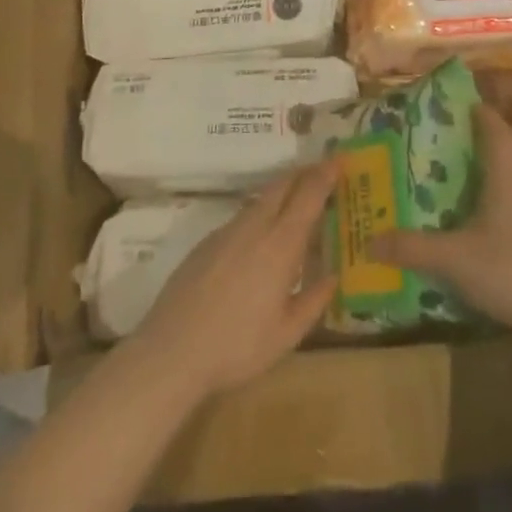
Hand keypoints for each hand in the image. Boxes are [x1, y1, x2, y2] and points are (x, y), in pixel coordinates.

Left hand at [128, 160, 339, 398]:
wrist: (171, 352)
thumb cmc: (237, 347)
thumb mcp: (287, 335)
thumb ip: (314, 301)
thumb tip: (333, 276)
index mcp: (280, 244)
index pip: (308, 195)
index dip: (326, 174)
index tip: (340, 159)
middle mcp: (255, 227)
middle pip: (282, 184)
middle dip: (304, 173)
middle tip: (323, 173)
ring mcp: (227, 231)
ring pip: (260, 199)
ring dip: (282, 192)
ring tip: (296, 203)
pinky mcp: (206, 242)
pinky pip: (242, 216)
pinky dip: (260, 213)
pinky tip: (260, 238)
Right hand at [368, 103, 511, 335]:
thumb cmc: (510, 271)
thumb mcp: (454, 260)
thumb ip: (413, 249)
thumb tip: (370, 240)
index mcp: (506, 184)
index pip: (498, 137)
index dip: (486, 118)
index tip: (474, 105)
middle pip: (511, 163)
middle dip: (489, 157)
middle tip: (463, 158)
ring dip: (501, 191)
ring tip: (475, 202)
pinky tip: (498, 243)